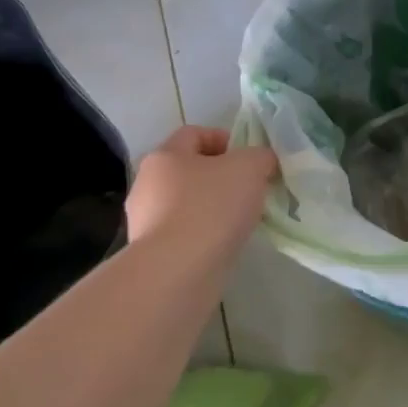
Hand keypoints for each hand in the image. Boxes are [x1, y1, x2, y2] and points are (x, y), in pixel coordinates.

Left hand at [124, 126, 276, 262]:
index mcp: (165, 156)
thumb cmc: (211, 207)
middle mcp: (147, 184)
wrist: (177, 272)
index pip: (194, 134)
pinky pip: (184, 234)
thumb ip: (260, 156)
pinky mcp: (151, 253)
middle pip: (189, 170)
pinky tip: (223, 245)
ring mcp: (145, 221)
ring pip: (186, 204)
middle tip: (249, 190)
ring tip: (240, 221)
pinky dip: (203, 235)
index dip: (224, 139)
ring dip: (212, 208)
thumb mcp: (249, 168)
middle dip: (220, 177)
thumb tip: (262, 161)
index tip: (250, 158)